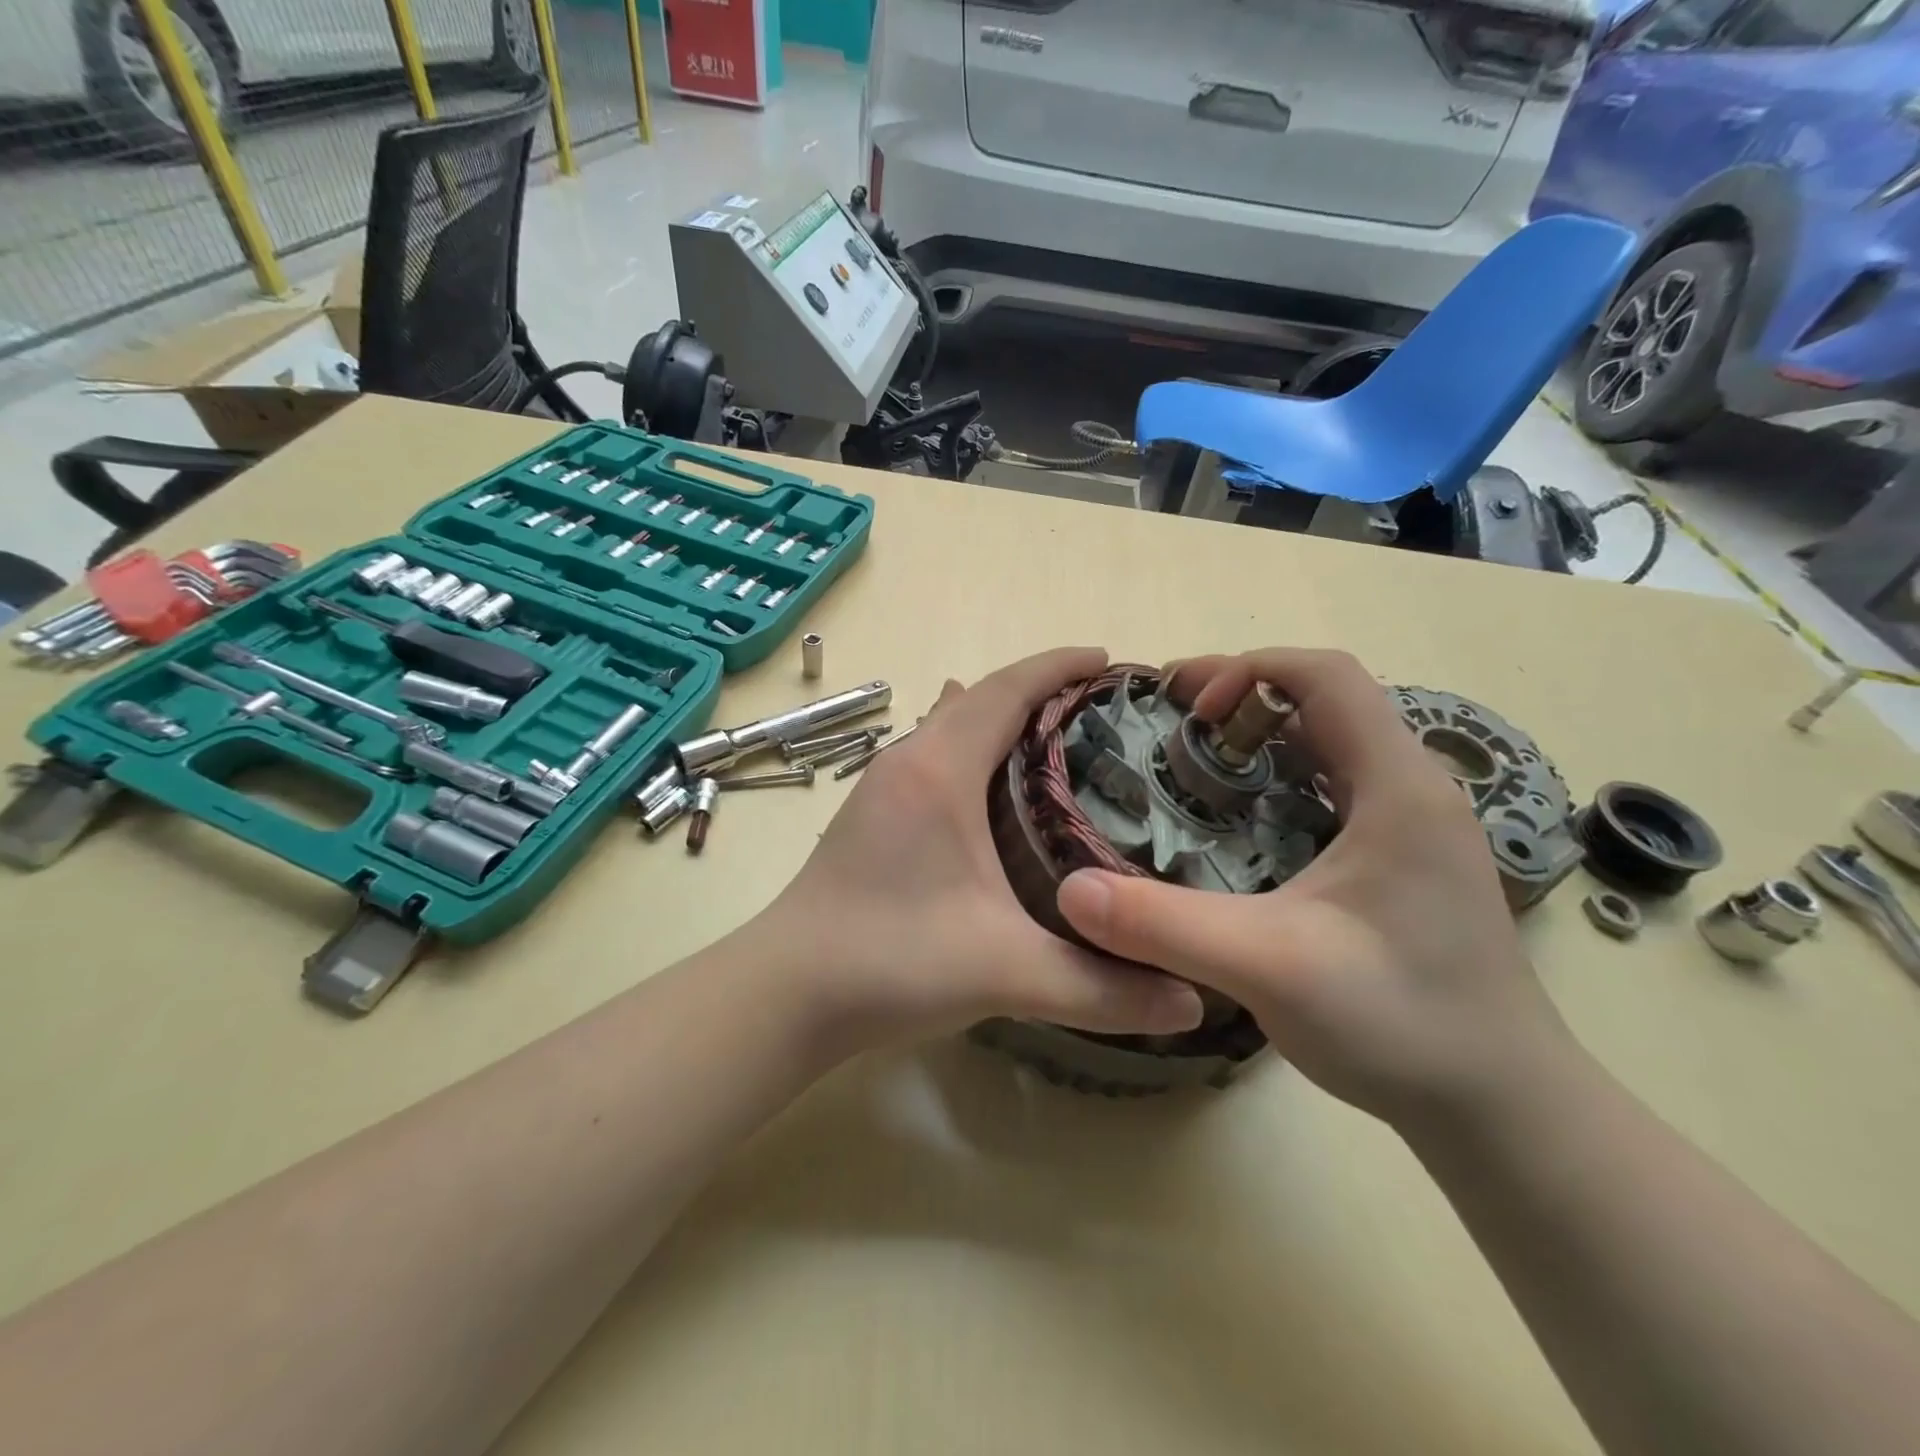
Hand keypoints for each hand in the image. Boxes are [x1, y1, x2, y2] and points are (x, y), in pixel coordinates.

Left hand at [752, 646, 1204, 1051]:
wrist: (786, 992)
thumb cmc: (890, 962)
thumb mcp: (1005, 973)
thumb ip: (1102, 988)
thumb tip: (1192, 1002)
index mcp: (940, 770)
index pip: (1006, 690)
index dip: (1058, 666)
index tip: (1108, 660)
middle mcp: (908, 761)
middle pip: (980, 698)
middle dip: (1038, 689)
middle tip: (1100, 710)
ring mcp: (882, 785)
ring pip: (951, 725)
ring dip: (1001, 716)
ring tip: (1057, 738)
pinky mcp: (871, 812)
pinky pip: (933, 753)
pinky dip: (972, 747)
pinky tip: (991, 786)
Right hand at [1055, 648, 1570, 1129]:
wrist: (1502, 1107)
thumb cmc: (1401, 1023)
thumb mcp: (1268, 968)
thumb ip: (1165, 926)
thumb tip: (1070, 888)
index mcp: (1398, 787)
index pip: (1326, 676)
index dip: (1248, 670)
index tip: (1188, 710)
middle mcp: (1414, 791)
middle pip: (1326, 702)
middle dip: (1243, 698)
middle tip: (1173, 728)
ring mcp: (1414, 827)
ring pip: (1331, 745)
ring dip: (1262, 739)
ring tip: (1197, 767)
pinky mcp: (1406, 861)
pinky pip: (1336, 789)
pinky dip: (1280, 782)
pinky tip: (1240, 828)